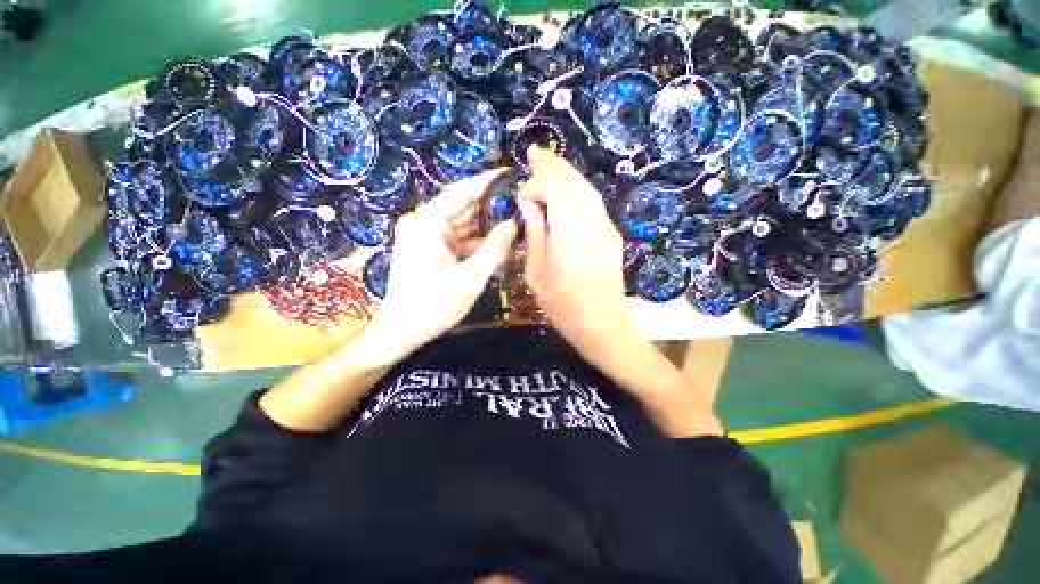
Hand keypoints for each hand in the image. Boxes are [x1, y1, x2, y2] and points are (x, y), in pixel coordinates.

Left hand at [367, 169, 516, 362]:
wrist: (402, 332)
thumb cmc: (432, 306)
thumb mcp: (469, 279)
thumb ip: (494, 250)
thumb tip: (513, 223)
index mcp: (426, 223)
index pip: (461, 192)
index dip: (487, 181)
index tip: (512, 172)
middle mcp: (424, 223)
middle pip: (463, 206)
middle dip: (491, 204)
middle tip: (521, 198)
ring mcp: (428, 237)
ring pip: (464, 223)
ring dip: (487, 222)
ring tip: (516, 215)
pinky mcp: (433, 250)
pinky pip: (460, 238)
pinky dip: (478, 239)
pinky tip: (500, 238)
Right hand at [517, 146, 634, 365]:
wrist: (604, 326)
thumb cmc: (564, 308)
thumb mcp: (538, 275)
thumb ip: (535, 235)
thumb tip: (529, 205)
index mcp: (570, 240)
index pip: (556, 192)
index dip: (538, 183)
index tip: (521, 192)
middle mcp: (593, 228)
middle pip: (575, 184)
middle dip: (554, 165)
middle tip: (535, 152)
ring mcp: (607, 230)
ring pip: (588, 190)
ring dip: (568, 174)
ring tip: (549, 164)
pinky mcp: (612, 235)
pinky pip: (594, 203)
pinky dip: (578, 189)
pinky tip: (566, 189)